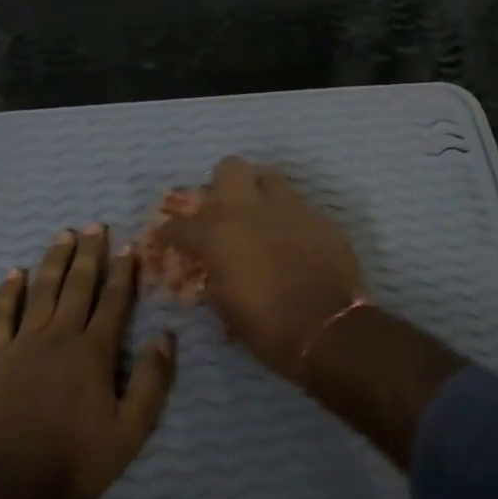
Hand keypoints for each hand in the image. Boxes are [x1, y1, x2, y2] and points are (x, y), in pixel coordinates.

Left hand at [0, 225, 175, 498]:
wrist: (13, 484)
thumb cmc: (78, 459)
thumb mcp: (131, 429)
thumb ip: (151, 381)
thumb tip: (165, 337)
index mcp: (94, 352)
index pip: (114, 301)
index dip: (123, 272)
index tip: (129, 246)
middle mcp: (60, 337)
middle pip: (78, 286)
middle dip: (89, 254)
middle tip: (94, 225)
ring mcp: (23, 345)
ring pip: (41, 292)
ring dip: (54, 261)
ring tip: (62, 235)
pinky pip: (1, 317)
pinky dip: (7, 293)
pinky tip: (14, 273)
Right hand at [156, 157, 362, 380]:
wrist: (329, 329)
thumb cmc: (268, 327)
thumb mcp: (225, 309)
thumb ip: (212, 278)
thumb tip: (209, 269)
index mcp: (218, 234)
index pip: (180, 224)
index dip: (169, 233)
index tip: (168, 240)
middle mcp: (250, 210)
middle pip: (229, 169)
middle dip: (221, 187)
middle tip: (223, 212)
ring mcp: (289, 208)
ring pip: (268, 177)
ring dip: (258, 192)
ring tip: (259, 216)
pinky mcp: (319, 216)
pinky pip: (297, 203)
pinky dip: (287, 216)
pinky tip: (291, 238)